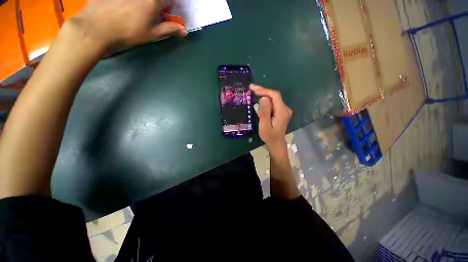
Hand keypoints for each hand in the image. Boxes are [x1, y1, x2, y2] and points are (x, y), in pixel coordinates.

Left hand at [73, 0, 187, 50]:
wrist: (96, 28)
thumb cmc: (128, 33)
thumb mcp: (152, 34)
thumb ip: (169, 30)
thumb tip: (184, 31)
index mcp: (153, 1)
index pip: (169, 1)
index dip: (168, 8)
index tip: (163, 15)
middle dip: (156, 5)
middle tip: (149, 13)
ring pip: (141, 0)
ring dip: (142, 4)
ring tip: (134, 11)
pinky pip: (127, 0)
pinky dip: (129, 3)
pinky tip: (122, 7)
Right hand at [250, 84, 292, 152]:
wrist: (276, 143)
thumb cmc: (269, 137)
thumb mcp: (264, 126)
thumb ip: (264, 112)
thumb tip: (264, 98)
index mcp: (282, 112)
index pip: (275, 96)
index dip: (264, 91)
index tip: (253, 89)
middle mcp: (285, 109)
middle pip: (274, 96)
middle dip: (263, 91)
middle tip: (251, 88)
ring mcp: (284, 110)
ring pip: (273, 99)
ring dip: (264, 95)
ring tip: (253, 92)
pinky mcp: (281, 112)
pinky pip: (273, 103)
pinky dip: (266, 100)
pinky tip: (259, 99)